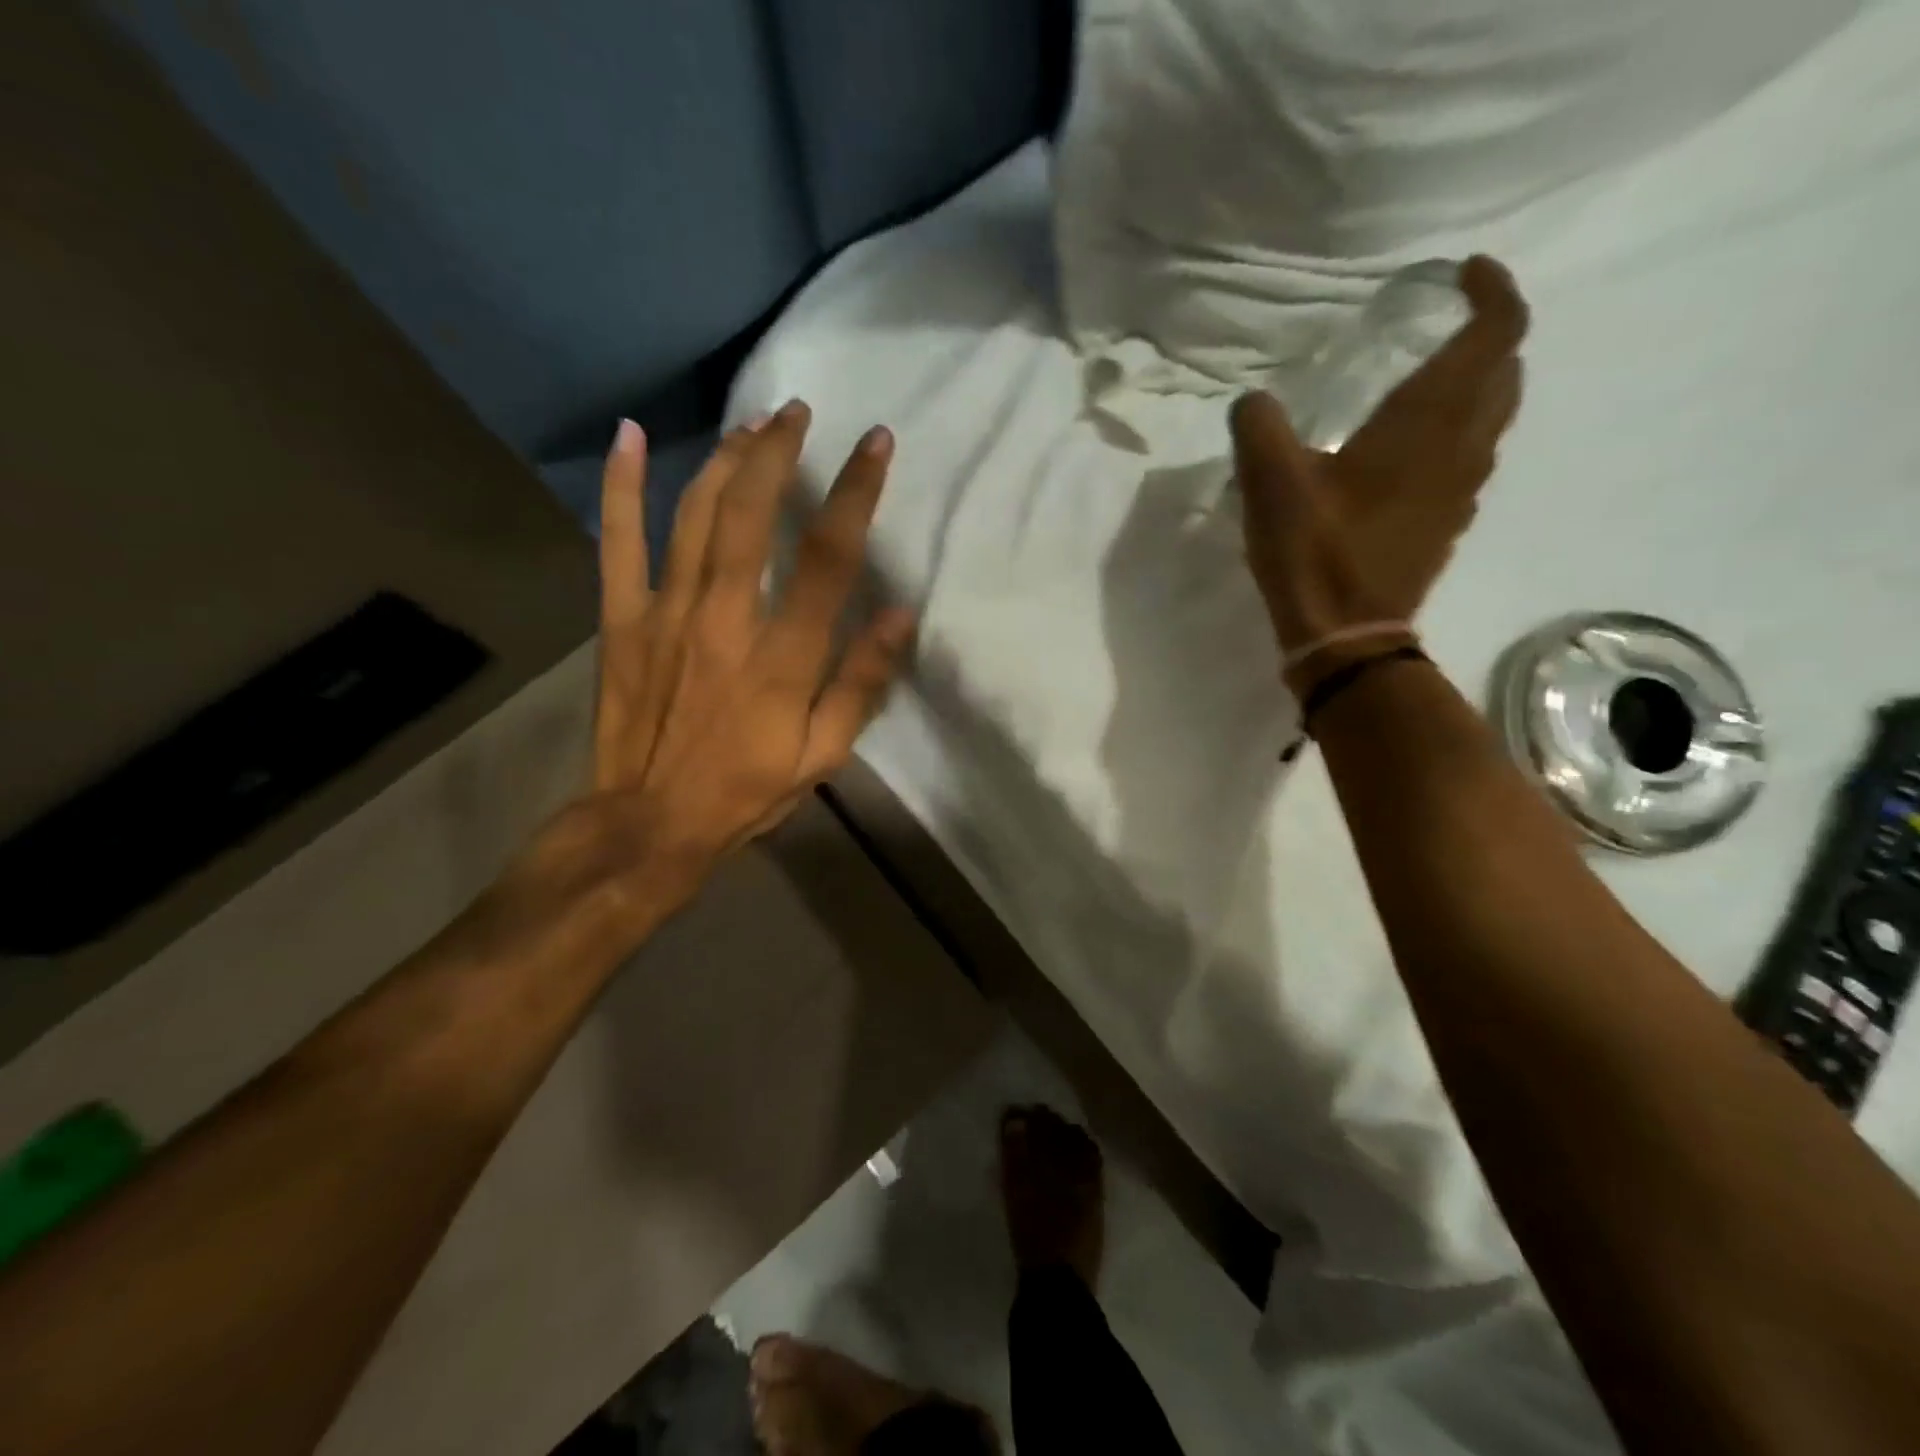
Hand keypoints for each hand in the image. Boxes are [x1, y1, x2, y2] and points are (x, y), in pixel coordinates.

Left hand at [550, 403, 912, 917]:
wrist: (649, 823)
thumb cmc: (746, 791)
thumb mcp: (823, 754)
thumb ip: (861, 682)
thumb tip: (902, 614)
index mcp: (782, 655)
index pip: (828, 556)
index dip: (855, 493)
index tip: (875, 444)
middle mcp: (724, 618)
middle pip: (751, 513)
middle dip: (778, 452)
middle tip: (798, 413)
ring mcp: (665, 612)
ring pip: (694, 514)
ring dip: (724, 459)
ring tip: (750, 425)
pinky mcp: (621, 619)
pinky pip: (618, 541)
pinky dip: (620, 486)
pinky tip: (628, 437)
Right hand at [1233, 256, 1528, 688]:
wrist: (1346, 635)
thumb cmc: (1315, 551)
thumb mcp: (1270, 482)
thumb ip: (1259, 426)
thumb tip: (1255, 402)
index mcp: (1429, 421)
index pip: (1497, 331)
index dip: (1491, 291)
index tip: (1461, 275)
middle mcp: (1462, 446)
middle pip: (1505, 371)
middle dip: (1486, 338)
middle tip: (1440, 331)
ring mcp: (1462, 490)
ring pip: (1492, 418)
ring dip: (1474, 389)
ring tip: (1422, 388)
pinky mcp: (1446, 524)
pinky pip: (1468, 460)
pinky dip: (1453, 437)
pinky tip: (1405, 456)